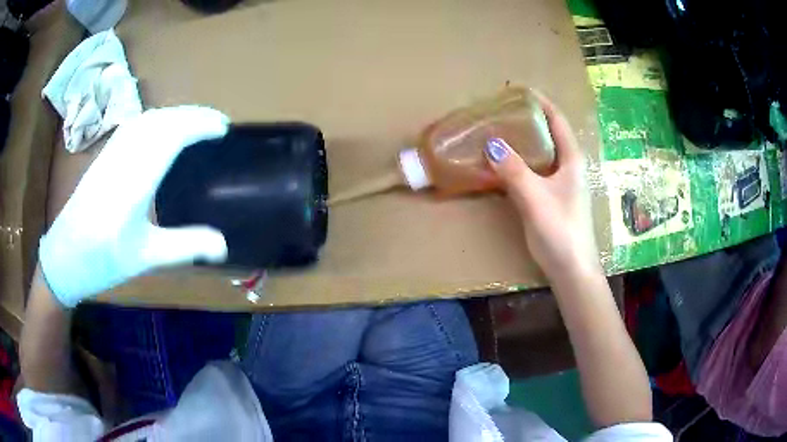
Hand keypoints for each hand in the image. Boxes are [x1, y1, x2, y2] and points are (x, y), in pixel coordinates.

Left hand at [39, 106, 229, 306]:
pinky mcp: (103, 157)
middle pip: (160, 120)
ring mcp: (110, 154)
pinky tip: (160, 129)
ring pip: (146, 119)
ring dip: (174, 114)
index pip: (170, 136)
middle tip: (216, 123)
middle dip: (191, 114)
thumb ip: (184, 247)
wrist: (64, 257)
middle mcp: (122, 159)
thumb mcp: (145, 258)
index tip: (223, 128)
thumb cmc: (102, 261)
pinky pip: (133, 126)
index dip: (199, 125)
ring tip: (194, 122)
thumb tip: (224, 247)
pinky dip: (155, 119)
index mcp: (134, 182)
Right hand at [485, 93, 599, 278]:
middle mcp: (567, 166)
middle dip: (526, 120)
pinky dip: (516, 163)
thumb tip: (490, 143)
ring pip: (538, 153)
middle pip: (547, 134)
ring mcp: (559, 183)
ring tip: (496, 132)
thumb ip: (513, 170)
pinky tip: (500, 165)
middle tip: (500, 112)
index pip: (557, 120)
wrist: (571, 270)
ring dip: (520, 142)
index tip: (518, 90)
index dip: (540, 102)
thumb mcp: (535, 198)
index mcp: (571, 159)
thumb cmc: (560, 231)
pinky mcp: (550, 198)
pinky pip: (532, 171)